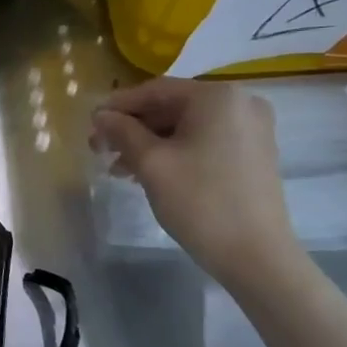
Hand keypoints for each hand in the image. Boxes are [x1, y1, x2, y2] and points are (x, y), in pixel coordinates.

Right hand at [91, 79, 300, 285]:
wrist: (256, 255)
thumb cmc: (200, 201)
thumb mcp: (151, 163)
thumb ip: (122, 132)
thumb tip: (101, 115)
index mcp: (217, 97)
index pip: (155, 90)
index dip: (118, 106)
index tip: (90, 124)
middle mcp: (240, 103)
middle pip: (171, 107)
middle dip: (132, 128)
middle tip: (100, 150)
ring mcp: (250, 129)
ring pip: (186, 127)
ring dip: (149, 143)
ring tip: (119, 170)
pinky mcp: (253, 154)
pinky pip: (204, 141)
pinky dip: (174, 152)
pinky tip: (149, 173)